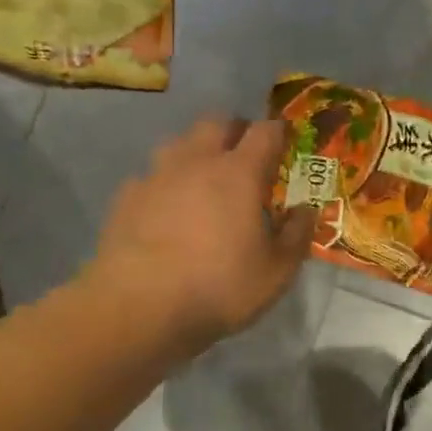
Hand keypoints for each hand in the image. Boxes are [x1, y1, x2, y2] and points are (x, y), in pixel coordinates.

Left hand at [83, 117, 315, 354]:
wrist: (138, 307)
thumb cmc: (219, 287)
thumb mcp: (276, 271)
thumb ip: (296, 235)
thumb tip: (305, 210)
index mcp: (239, 173)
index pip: (265, 132)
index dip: (279, 131)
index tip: (287, 141)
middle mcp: (196, 162)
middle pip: (217, 123)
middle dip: (235, 131)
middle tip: (247, 156)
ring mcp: (156, 176)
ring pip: (179, 143)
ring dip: (197, 152)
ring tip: (205, 180)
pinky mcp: (126, 197)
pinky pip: (151, 176)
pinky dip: (166, 183)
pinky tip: (167, 209)